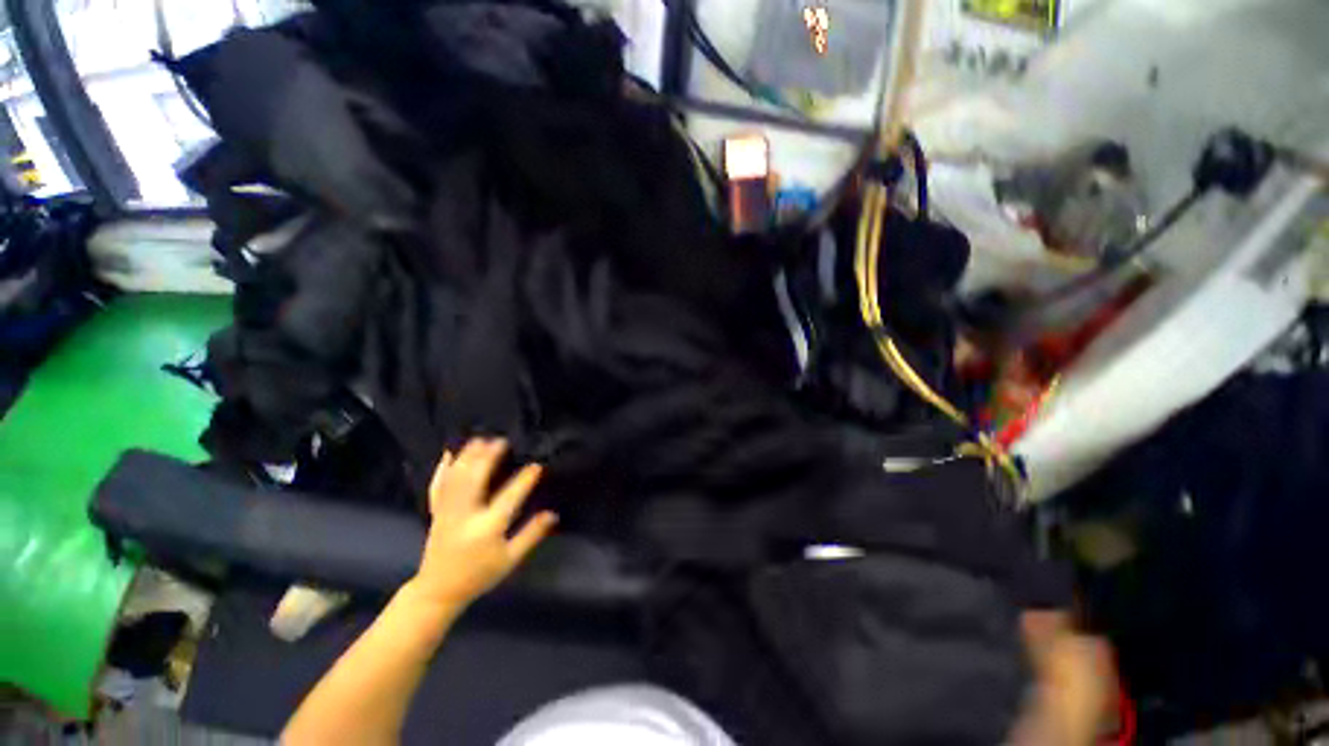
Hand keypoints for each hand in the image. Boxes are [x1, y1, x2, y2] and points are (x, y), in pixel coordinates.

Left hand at [405, 438, 556, 611]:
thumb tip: (553, 514)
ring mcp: (447, 513)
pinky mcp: (436, 513)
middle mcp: (465, 516)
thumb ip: (531, 535)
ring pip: (456, 479)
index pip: (508, 499)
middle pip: (475, 481)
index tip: (537, 465)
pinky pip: (437, 487)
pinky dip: (442, 469)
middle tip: (501, 441)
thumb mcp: (510, 559)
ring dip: (467, 457)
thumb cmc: (479, 574)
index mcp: (486, 529)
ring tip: (479, 439)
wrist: (438, 591)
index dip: (524, 481)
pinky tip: (448, 454)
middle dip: (487, 458)